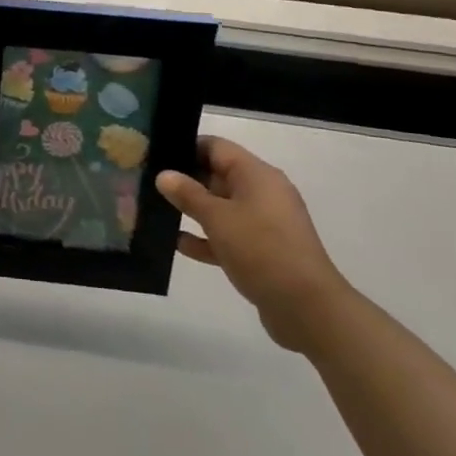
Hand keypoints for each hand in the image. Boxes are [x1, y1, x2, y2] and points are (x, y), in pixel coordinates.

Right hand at [158, 137, 353, 352]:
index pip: (216, 147)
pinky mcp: (263, 251)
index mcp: (257, 175)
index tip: (155, 154)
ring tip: (156, 211)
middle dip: (185, 180)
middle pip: (217, 176)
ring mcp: (264, 224)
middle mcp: (262, 193)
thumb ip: (188, 194)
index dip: (186, 147)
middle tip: (148, 182)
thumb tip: (164, 175)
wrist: (308, 309)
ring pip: (221, 208)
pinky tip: (177, 243)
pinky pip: (228, 236)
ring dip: (193, 210)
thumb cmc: (261, 249)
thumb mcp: (218, 218)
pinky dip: (206, 238)